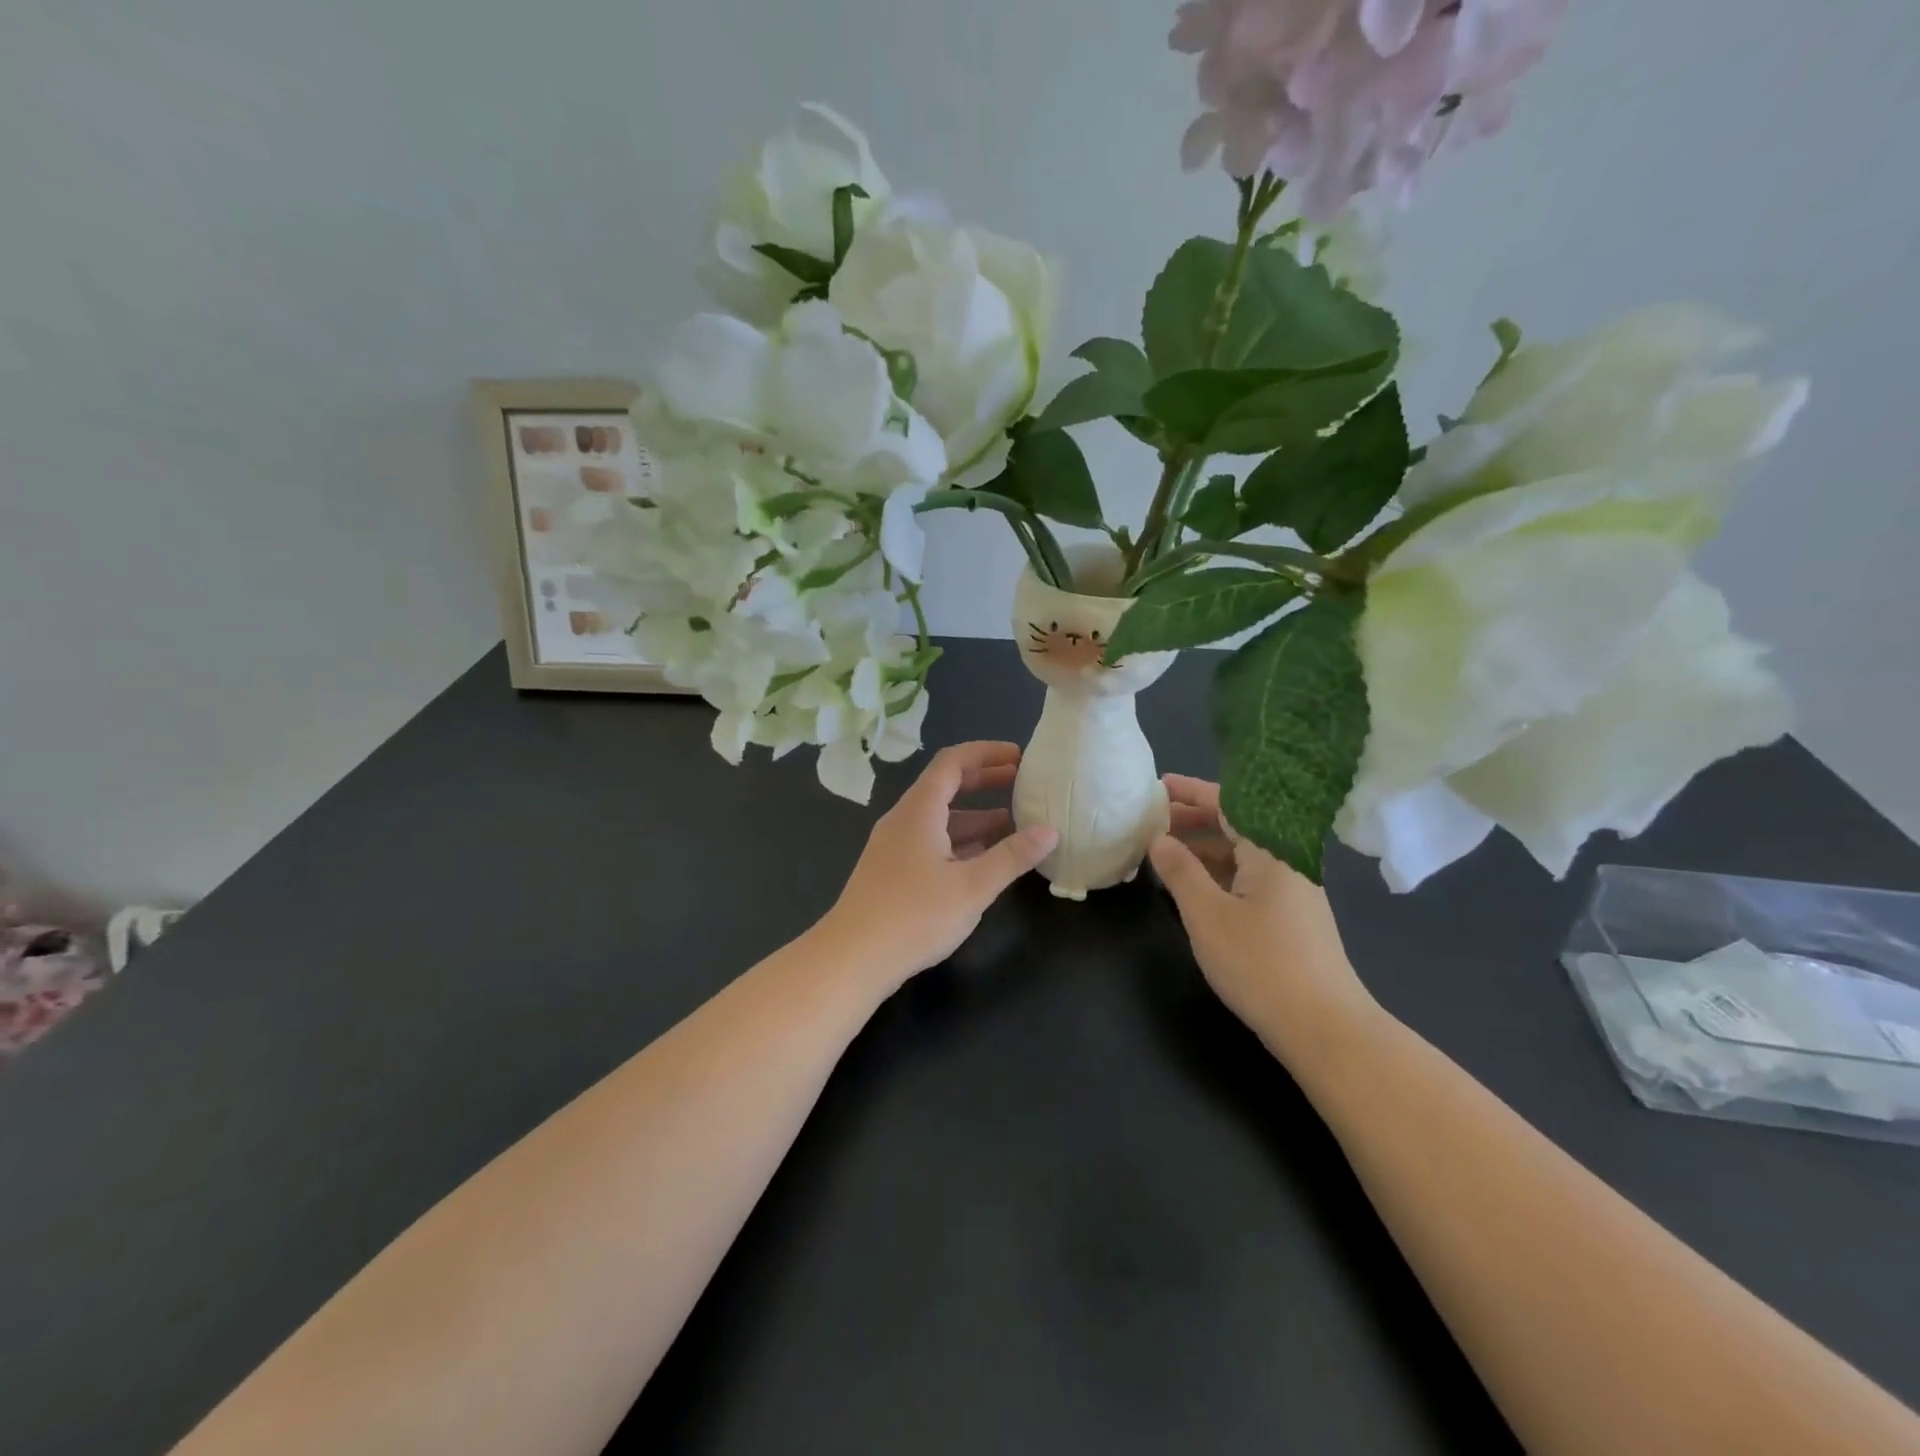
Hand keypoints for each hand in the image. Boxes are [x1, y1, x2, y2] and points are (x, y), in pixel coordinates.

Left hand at [818, 742, 1057, 988]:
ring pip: (940, 819)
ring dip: (975, 817)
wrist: (851, 958)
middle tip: (1023, 783)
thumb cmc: (914, 916)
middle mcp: (903, 820)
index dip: (987, 753)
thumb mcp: (972, 887)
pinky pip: (931, 842)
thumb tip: (1049, 831)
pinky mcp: (892, 872)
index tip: (1020, 756)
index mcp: (919, 810)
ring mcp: (894, 846)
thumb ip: (1012, 856)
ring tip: (1015, 825)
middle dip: (985, 781)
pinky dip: (960, 842)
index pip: (953, 762)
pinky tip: (984, 861)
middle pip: (946, 786)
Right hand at [1149, 775, 1378, 1061]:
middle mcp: (1285, 862)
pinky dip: (1216, 873)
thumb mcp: (1207, 914)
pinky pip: (1247, 879)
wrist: (1324, 1027)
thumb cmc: (1260, 963)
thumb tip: (1158, 838)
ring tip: (1162, 850)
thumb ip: (1180, 871)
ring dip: (1202, 848)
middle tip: (1151, 819)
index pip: (1228, 804)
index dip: (1191, 792)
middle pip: (1236, 826)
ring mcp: (1291, 891)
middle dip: (1193, 819)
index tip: (1158, 785)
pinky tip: (1191, 886)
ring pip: (1241, 855)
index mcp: (1270, 851)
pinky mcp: (1290, 918)